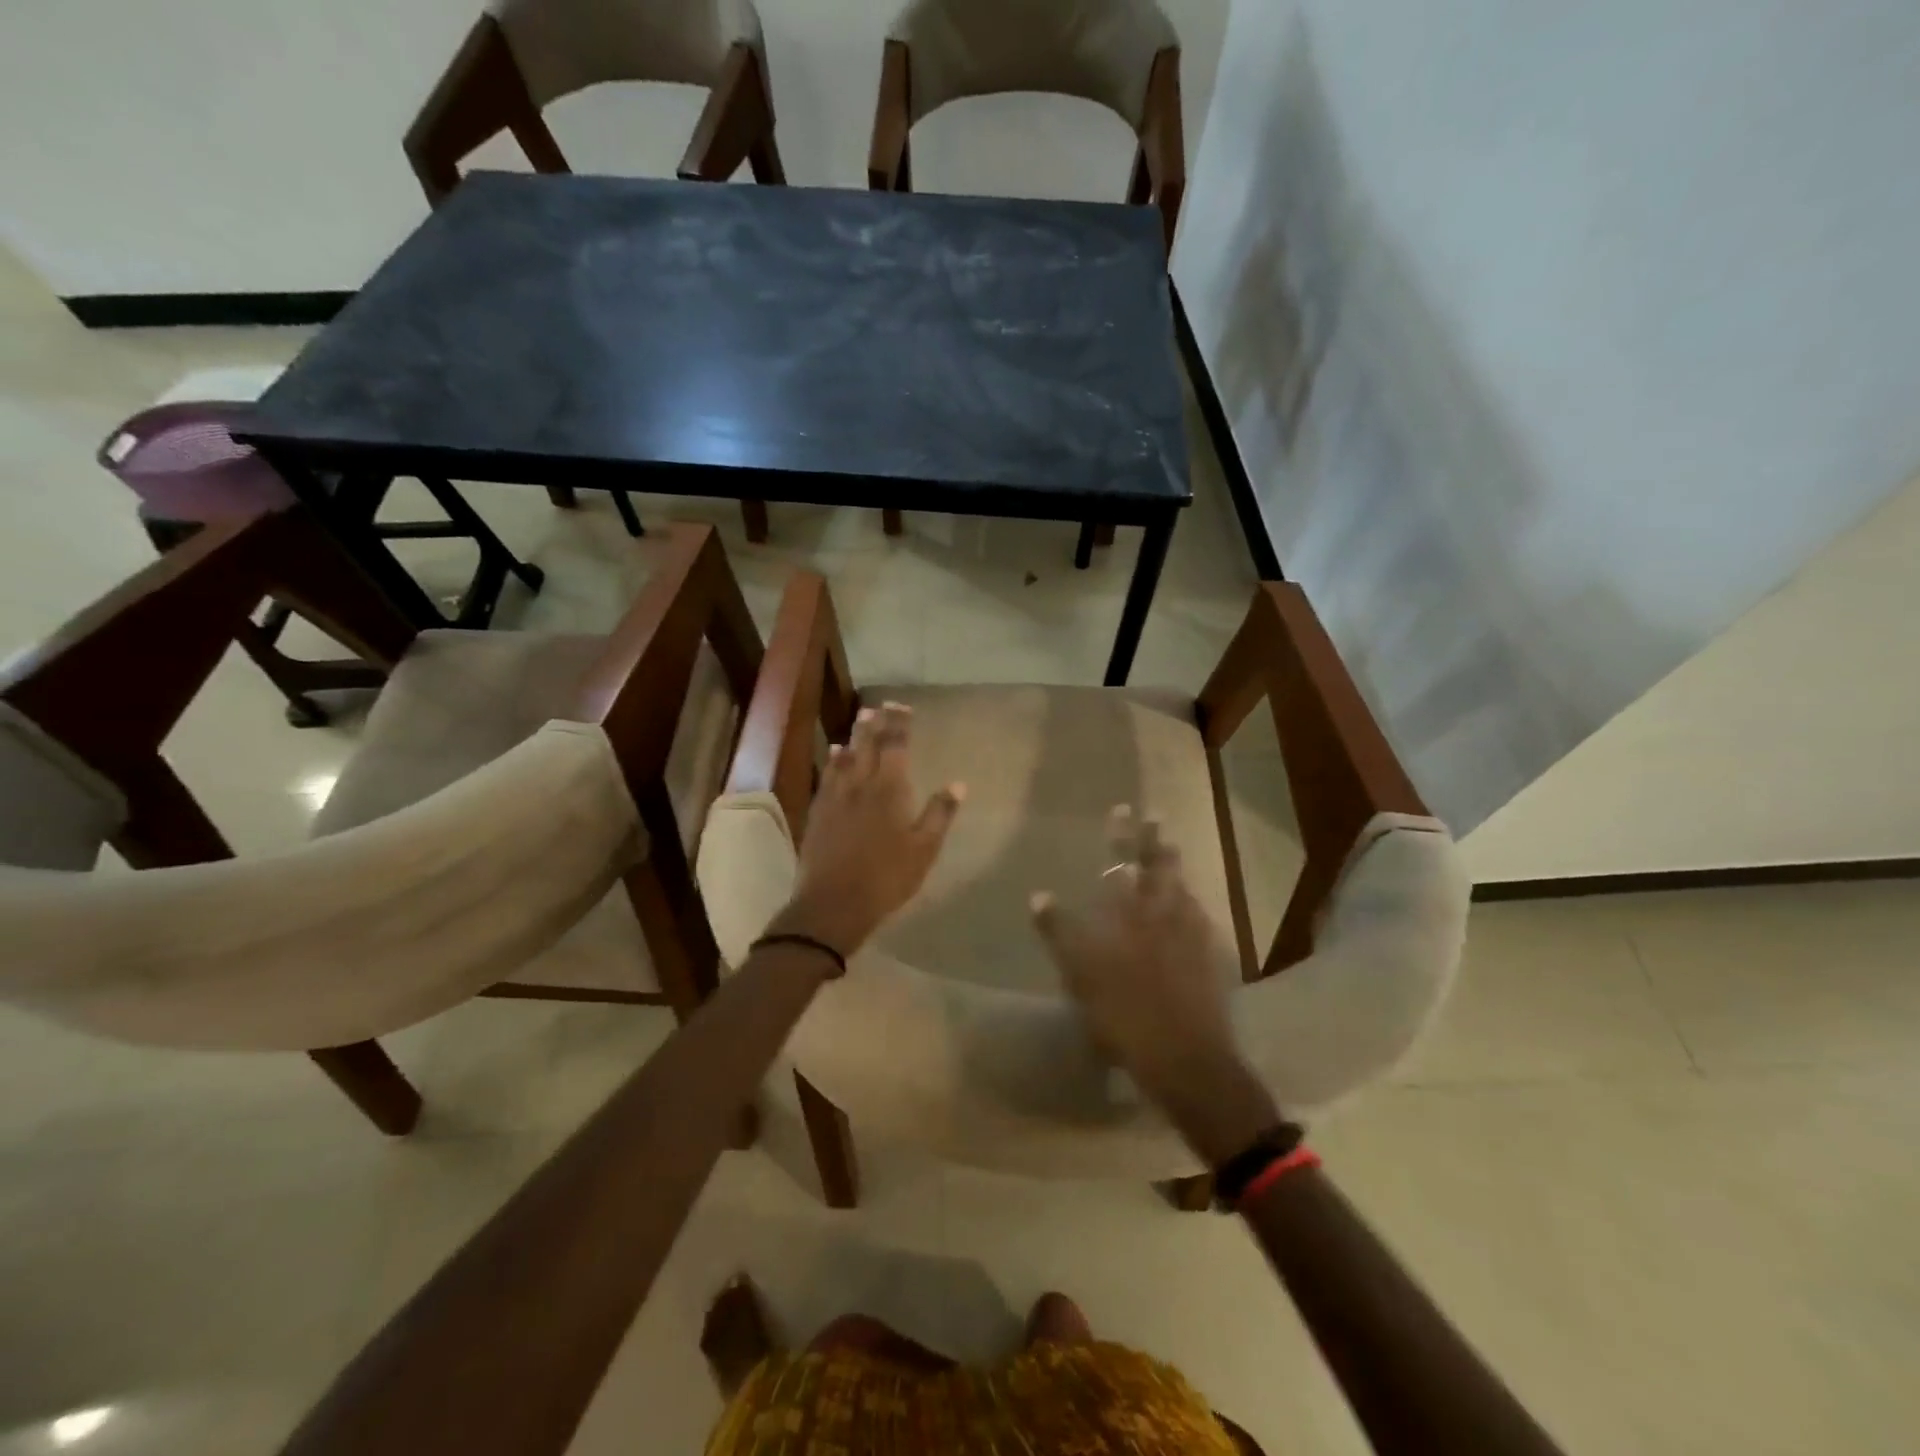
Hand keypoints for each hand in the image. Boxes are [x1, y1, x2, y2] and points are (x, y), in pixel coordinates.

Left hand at [768, 702, 963, 961]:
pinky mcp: (819, 811)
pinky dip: (834, 760)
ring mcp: (836, 797)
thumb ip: (939, 813)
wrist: (834, 903)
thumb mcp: (924, 849)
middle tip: (881, 706)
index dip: (899, 725)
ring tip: (861, 719)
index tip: (902, 707)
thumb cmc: (887, 878)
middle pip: (868, 745)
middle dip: (876, 723)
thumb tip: (958, 784)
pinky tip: (835, 754)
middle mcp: (860, 784)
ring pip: (846, 756)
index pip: (895, 747)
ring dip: (855, 736)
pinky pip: (828, 775)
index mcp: (889, 790)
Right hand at [1031, 807, 1275, 1161]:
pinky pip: (1198, 917)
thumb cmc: (1125, 1015)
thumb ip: (1059, 932)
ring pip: (1183, 889)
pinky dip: (1188, 903)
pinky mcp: (1210, 958)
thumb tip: (1039, 896)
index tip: (1124, 810)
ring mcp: (1193, 936)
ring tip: (1169, 852)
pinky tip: (1187, 906)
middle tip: (1153, 819)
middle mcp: (1166, 915)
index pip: (1126, 863)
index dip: (1124, 835)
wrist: (1186, 1058)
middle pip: (1162, 868)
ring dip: (1174, 868)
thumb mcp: (1080, 975)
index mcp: (1132, 915)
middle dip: (1155, 841)